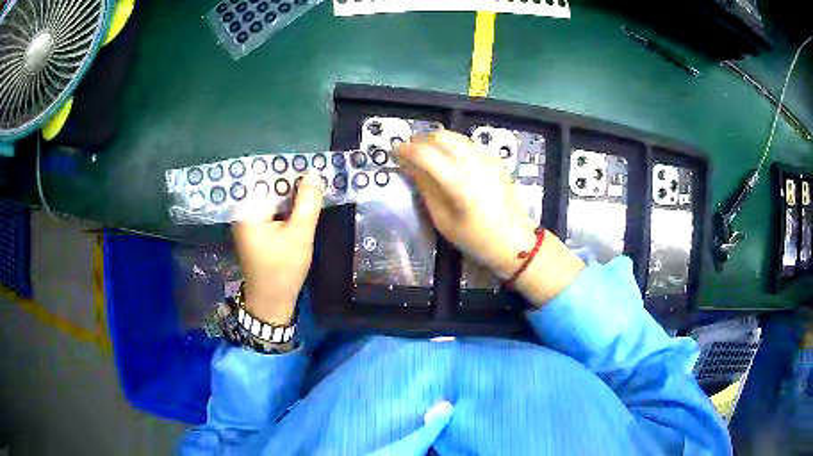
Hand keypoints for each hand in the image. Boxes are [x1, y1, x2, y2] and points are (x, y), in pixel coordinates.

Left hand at [232, 170, 322, 323]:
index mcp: (247, 210)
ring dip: (290, 193)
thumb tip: (313, 173)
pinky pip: (271, 209)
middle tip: (316, 175)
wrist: (271, 302)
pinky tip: (302, 204)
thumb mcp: (300, 234)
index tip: (310, 165)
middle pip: (268, 185)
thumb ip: (307, 202)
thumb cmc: (283, 269)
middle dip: (291, 181)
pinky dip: (285, 206)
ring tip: (312, 186)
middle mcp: (243, 211)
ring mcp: (248, 221)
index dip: (289, 169)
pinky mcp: (255, 229)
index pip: (267, 176)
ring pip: (271, 197)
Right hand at [396, 131, 583, 304]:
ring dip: (436, 140)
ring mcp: (487, 159)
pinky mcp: (495, 160)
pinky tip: (449, 159)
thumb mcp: (443, 220)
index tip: (395, 152)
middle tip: (410, 152)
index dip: (406, 150)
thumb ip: (426, 189)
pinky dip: (453, 145)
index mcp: (459, 184)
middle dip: (420, 140)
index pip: (426, 154)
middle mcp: (474, 164)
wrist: (514, 241)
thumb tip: (410, 167)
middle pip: (441, 137)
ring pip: (455, 136)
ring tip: (427, 155)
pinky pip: (468, 143)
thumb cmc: (476, 238)